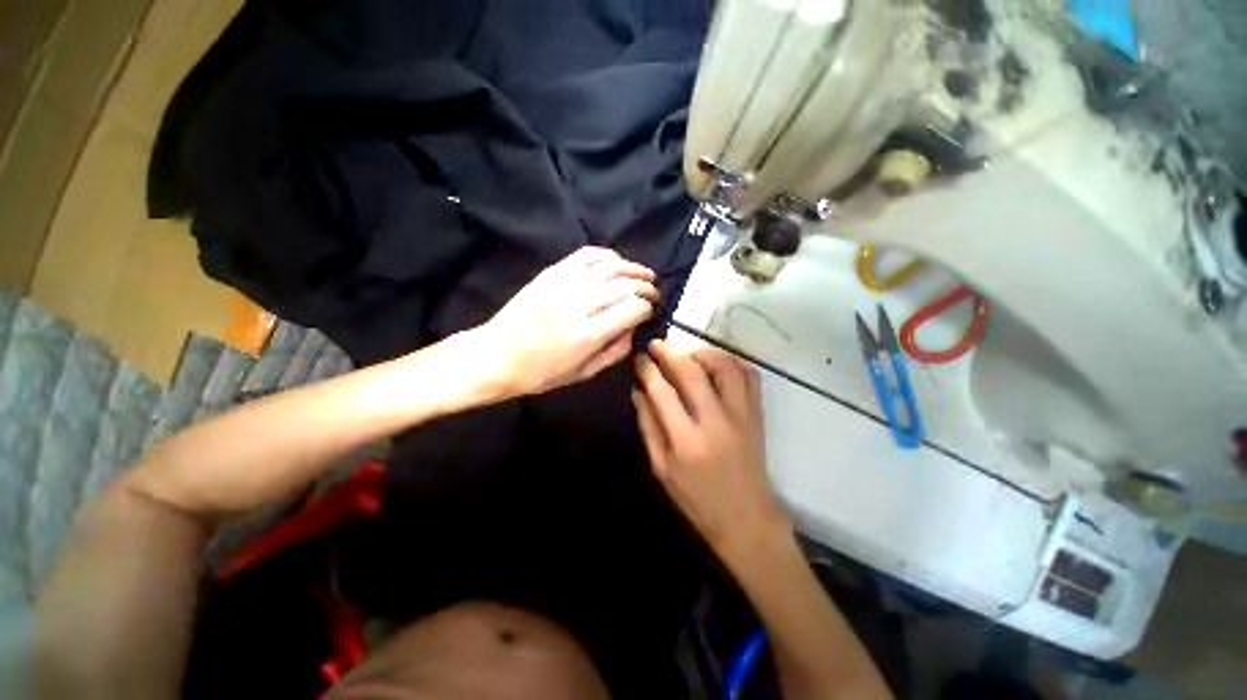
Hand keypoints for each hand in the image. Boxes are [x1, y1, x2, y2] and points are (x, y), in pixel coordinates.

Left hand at [478, 246, 658, 396]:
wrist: (496, 355)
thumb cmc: (540, 374)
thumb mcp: (583, 374)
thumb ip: (615, 352)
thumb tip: (635, 329)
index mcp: (586, 335)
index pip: (632, 309)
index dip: (648, 308)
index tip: (651, 311)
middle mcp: (578, 304)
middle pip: (625, 285)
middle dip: (646, 288)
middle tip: (653, 294)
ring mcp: (563, 284)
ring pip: (609, 266)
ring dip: (633, 268)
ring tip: (644, 275)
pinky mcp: (551, 273)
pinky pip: (585, 255)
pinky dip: (607, 255)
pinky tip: (617, 262)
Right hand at [632, 340, 790, 560]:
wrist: (746, 517)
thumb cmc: (696, 498)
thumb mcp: (661, 468)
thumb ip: (648, 425)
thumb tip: (638, 390)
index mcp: (687, 441)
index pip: (663, 391)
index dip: (648, 369)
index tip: (640, 357)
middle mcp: (716, 421)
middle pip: (692, 371)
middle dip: (670, 351)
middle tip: (657, 345)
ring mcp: (742, 414)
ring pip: (725, 365)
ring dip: (702, 352)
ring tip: (687, 356)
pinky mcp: (757, 413)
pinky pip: (749, 375)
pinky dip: (731, 362)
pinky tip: (715, 366)